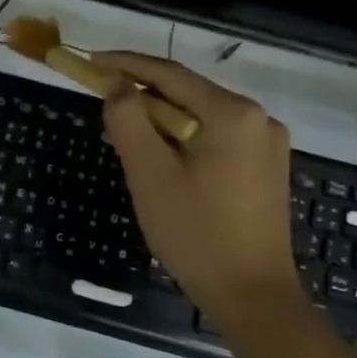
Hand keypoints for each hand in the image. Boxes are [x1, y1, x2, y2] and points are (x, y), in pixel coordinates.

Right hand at [92, 51, 302, 331]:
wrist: (253, 296)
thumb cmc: (195, 233)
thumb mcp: (149, 174)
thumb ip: (128, 120)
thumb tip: (117, 83)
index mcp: (232, 113)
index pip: (168, 73)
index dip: (124, 64)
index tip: (89, 62)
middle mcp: (258, 118)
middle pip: (186, 93)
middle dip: (141, 97)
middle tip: (101, 108)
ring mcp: (267, 143)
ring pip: (200, 117)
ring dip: (160, 121)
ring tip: (125, 139)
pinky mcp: (266, 167)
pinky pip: (215, 137)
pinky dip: (183, 139)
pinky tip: (162, 160)